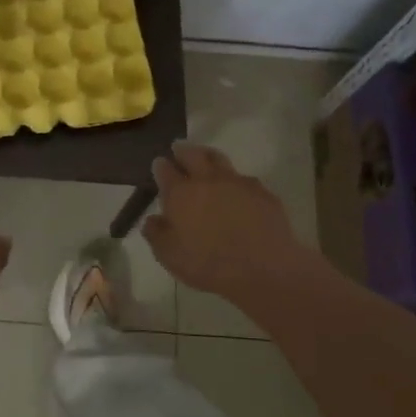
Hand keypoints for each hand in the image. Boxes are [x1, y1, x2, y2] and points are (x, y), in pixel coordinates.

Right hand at [142, 143, 308, 303]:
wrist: (263, 268)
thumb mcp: (170, 256)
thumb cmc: (209, 264)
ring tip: (205, 158)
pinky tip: (236, 188)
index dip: (160, 166)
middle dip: (183, 150)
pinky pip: (244, 179)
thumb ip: (156, 234)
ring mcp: (237, 183)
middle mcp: (207, 180)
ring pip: (219, 159)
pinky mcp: (262, 192)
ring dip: (208, 156)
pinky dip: (235, 179)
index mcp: (181, 194)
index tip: (158, 162)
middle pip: (193, 154)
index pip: (165, 171)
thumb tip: (152, 219)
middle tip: (178, 147)